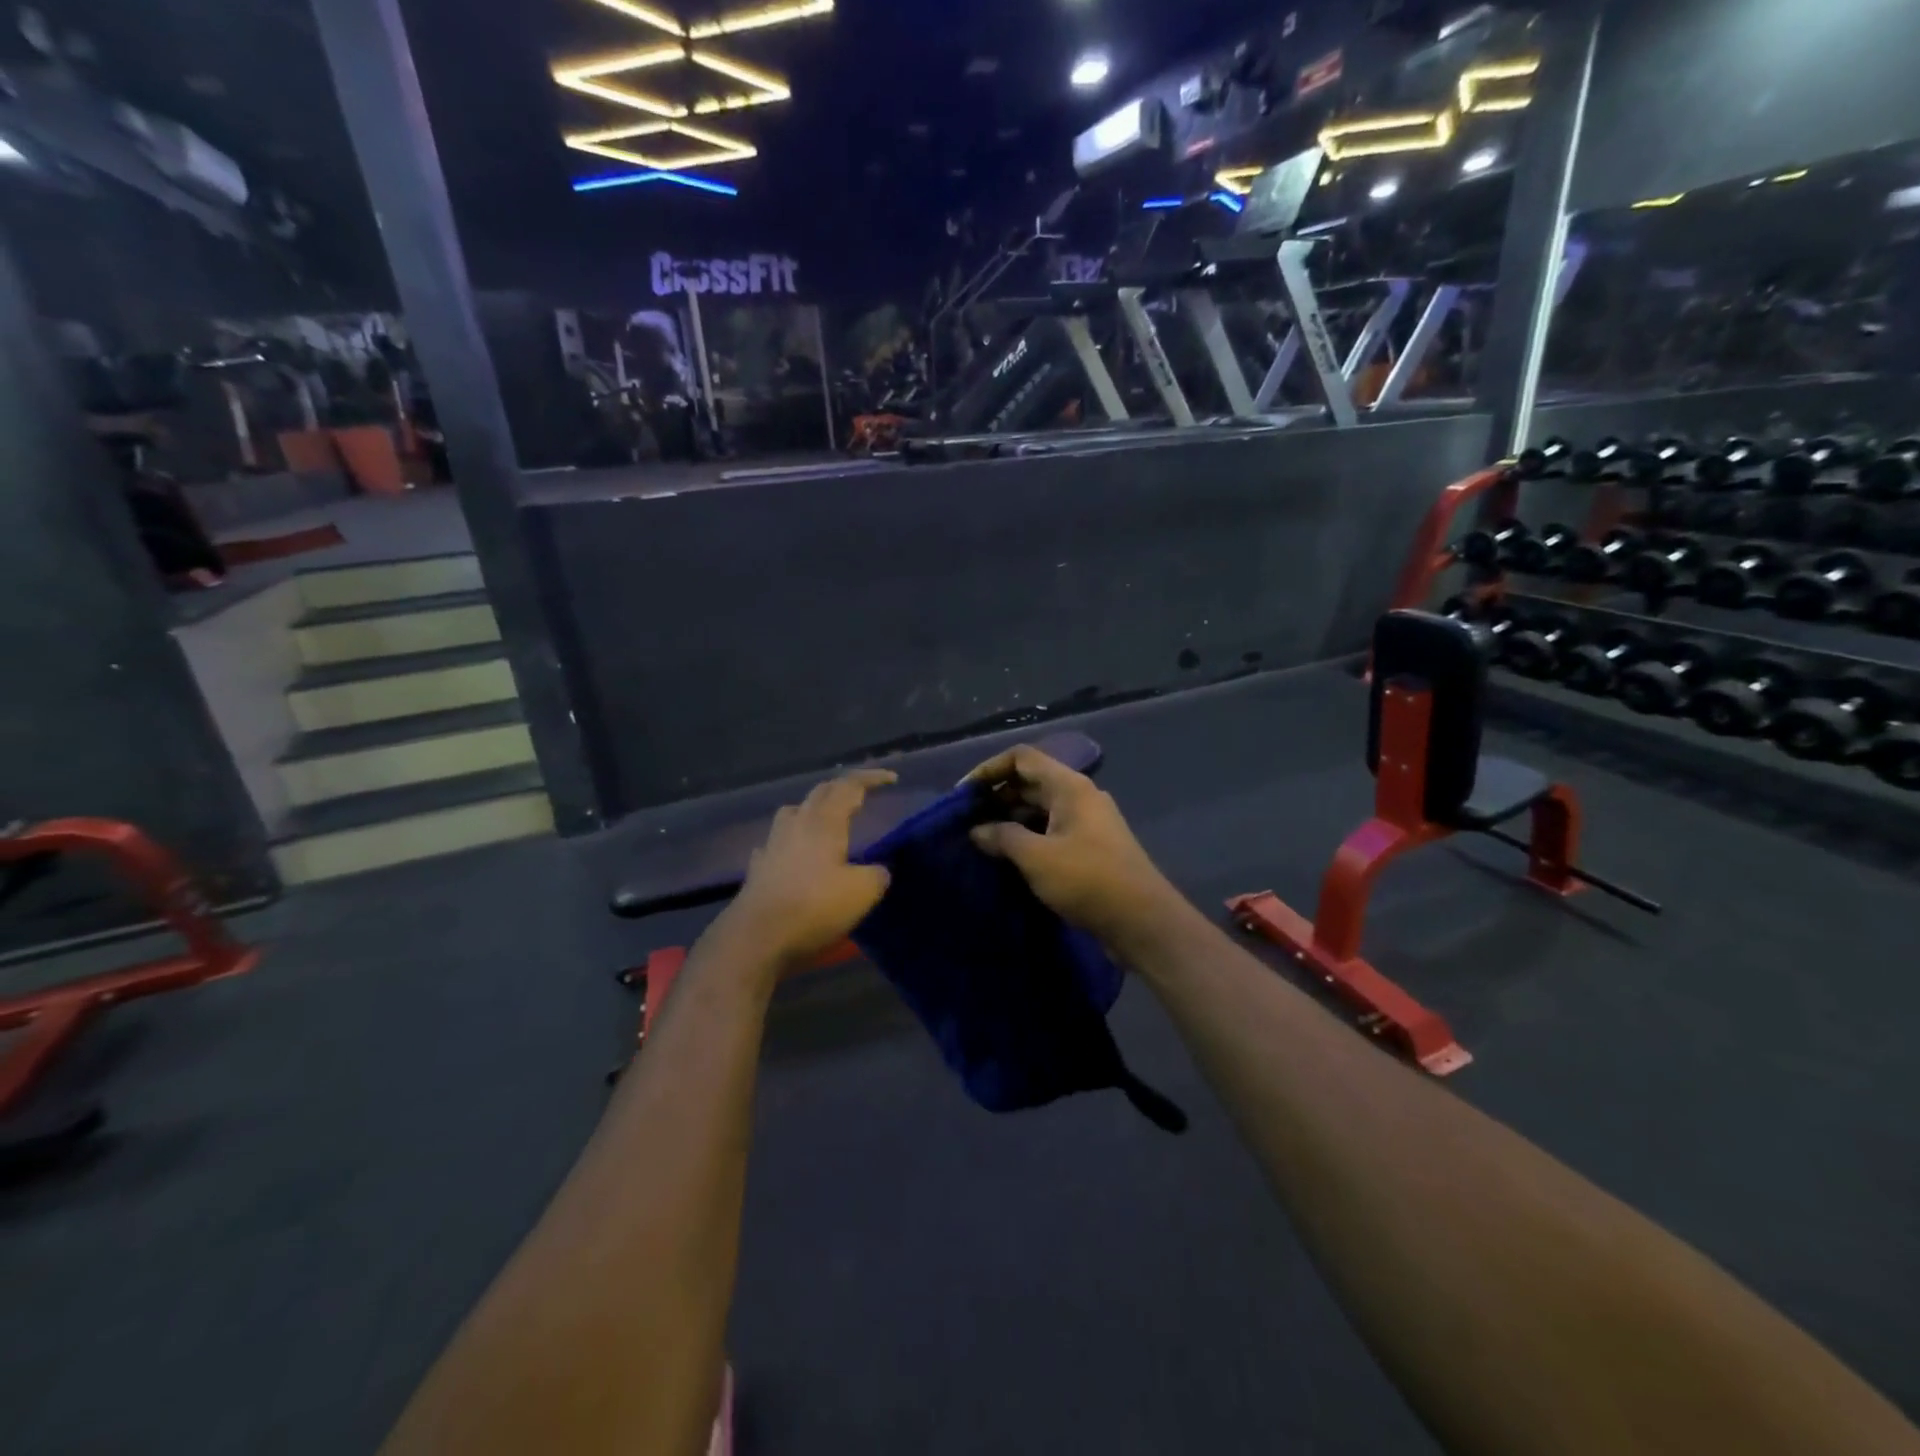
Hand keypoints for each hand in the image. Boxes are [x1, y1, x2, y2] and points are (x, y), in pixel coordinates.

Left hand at [713, 770, 895, 975]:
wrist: (756, 938)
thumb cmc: (814, 907)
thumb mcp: (861, 892)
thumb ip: (876, 875)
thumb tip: (878, 871)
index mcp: (825, 821)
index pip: (849, 786)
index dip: (871, 778)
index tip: (892, 779)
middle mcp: (797, 824)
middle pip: (820, 793)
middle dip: (842, 789)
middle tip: (861, 796)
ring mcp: (773, 844)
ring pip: (794, 813)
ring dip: (813, 810)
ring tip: (827, 823)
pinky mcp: (758, 868)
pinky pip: (777, 843)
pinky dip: (792, 843)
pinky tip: (795, 856)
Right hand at [964, 745, 1175, 947]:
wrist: (1142, 922)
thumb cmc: (1088, 880)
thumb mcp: (1036, 857)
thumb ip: (1002, 837)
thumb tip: (977, 830)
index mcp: (1069, 787)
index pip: (1022, 758)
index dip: (989, 769)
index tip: (963, 794)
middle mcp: (1079, 797)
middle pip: (1031, 782)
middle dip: (997, 797)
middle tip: (966, 821)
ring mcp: (1087, 823)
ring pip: (1040, 809)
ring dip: (1010, 820)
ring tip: (980, 841)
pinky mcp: (1090, 849)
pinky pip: (1051, 832)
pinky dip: (1027, 838)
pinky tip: (1008, 859)